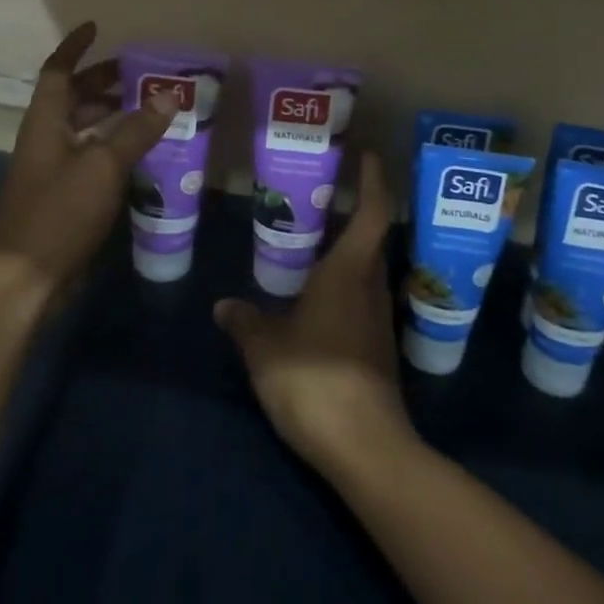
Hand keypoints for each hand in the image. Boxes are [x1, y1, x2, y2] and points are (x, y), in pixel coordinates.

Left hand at [0, 22, 176, 297]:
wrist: (25, 276)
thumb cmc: (59, 211)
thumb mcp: (102, 165)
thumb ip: (135, 130)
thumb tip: (168, 96)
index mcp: (45, 121)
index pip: (58, 71)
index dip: (75, 47)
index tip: (97, 27)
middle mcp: (46, 139)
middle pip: (72, 98)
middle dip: (101, 82)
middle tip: (139, 75)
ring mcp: (52, 169)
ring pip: (82, 129)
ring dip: (110, 116)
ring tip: (148, 110)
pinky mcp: (63, 197)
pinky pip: (90, 158)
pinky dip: (112, 148)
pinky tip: (141, 156)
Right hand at [213, 155, 414, 477]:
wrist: (365, 448)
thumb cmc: (314, 379)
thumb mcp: (265, 348)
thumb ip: (245, 322)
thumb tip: (224, 306)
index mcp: (349, 273)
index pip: (373, 213)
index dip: (373, 181)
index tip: (366, 156)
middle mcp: (371, 289)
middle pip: (374, 240)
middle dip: (358, 213)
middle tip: (325, 197)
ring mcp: (379, 322)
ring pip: (369, 273)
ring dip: (350, 253)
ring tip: (316, 243)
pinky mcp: (378, 352)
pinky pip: (363, 303)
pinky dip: (345, 288)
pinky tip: (318, 300)